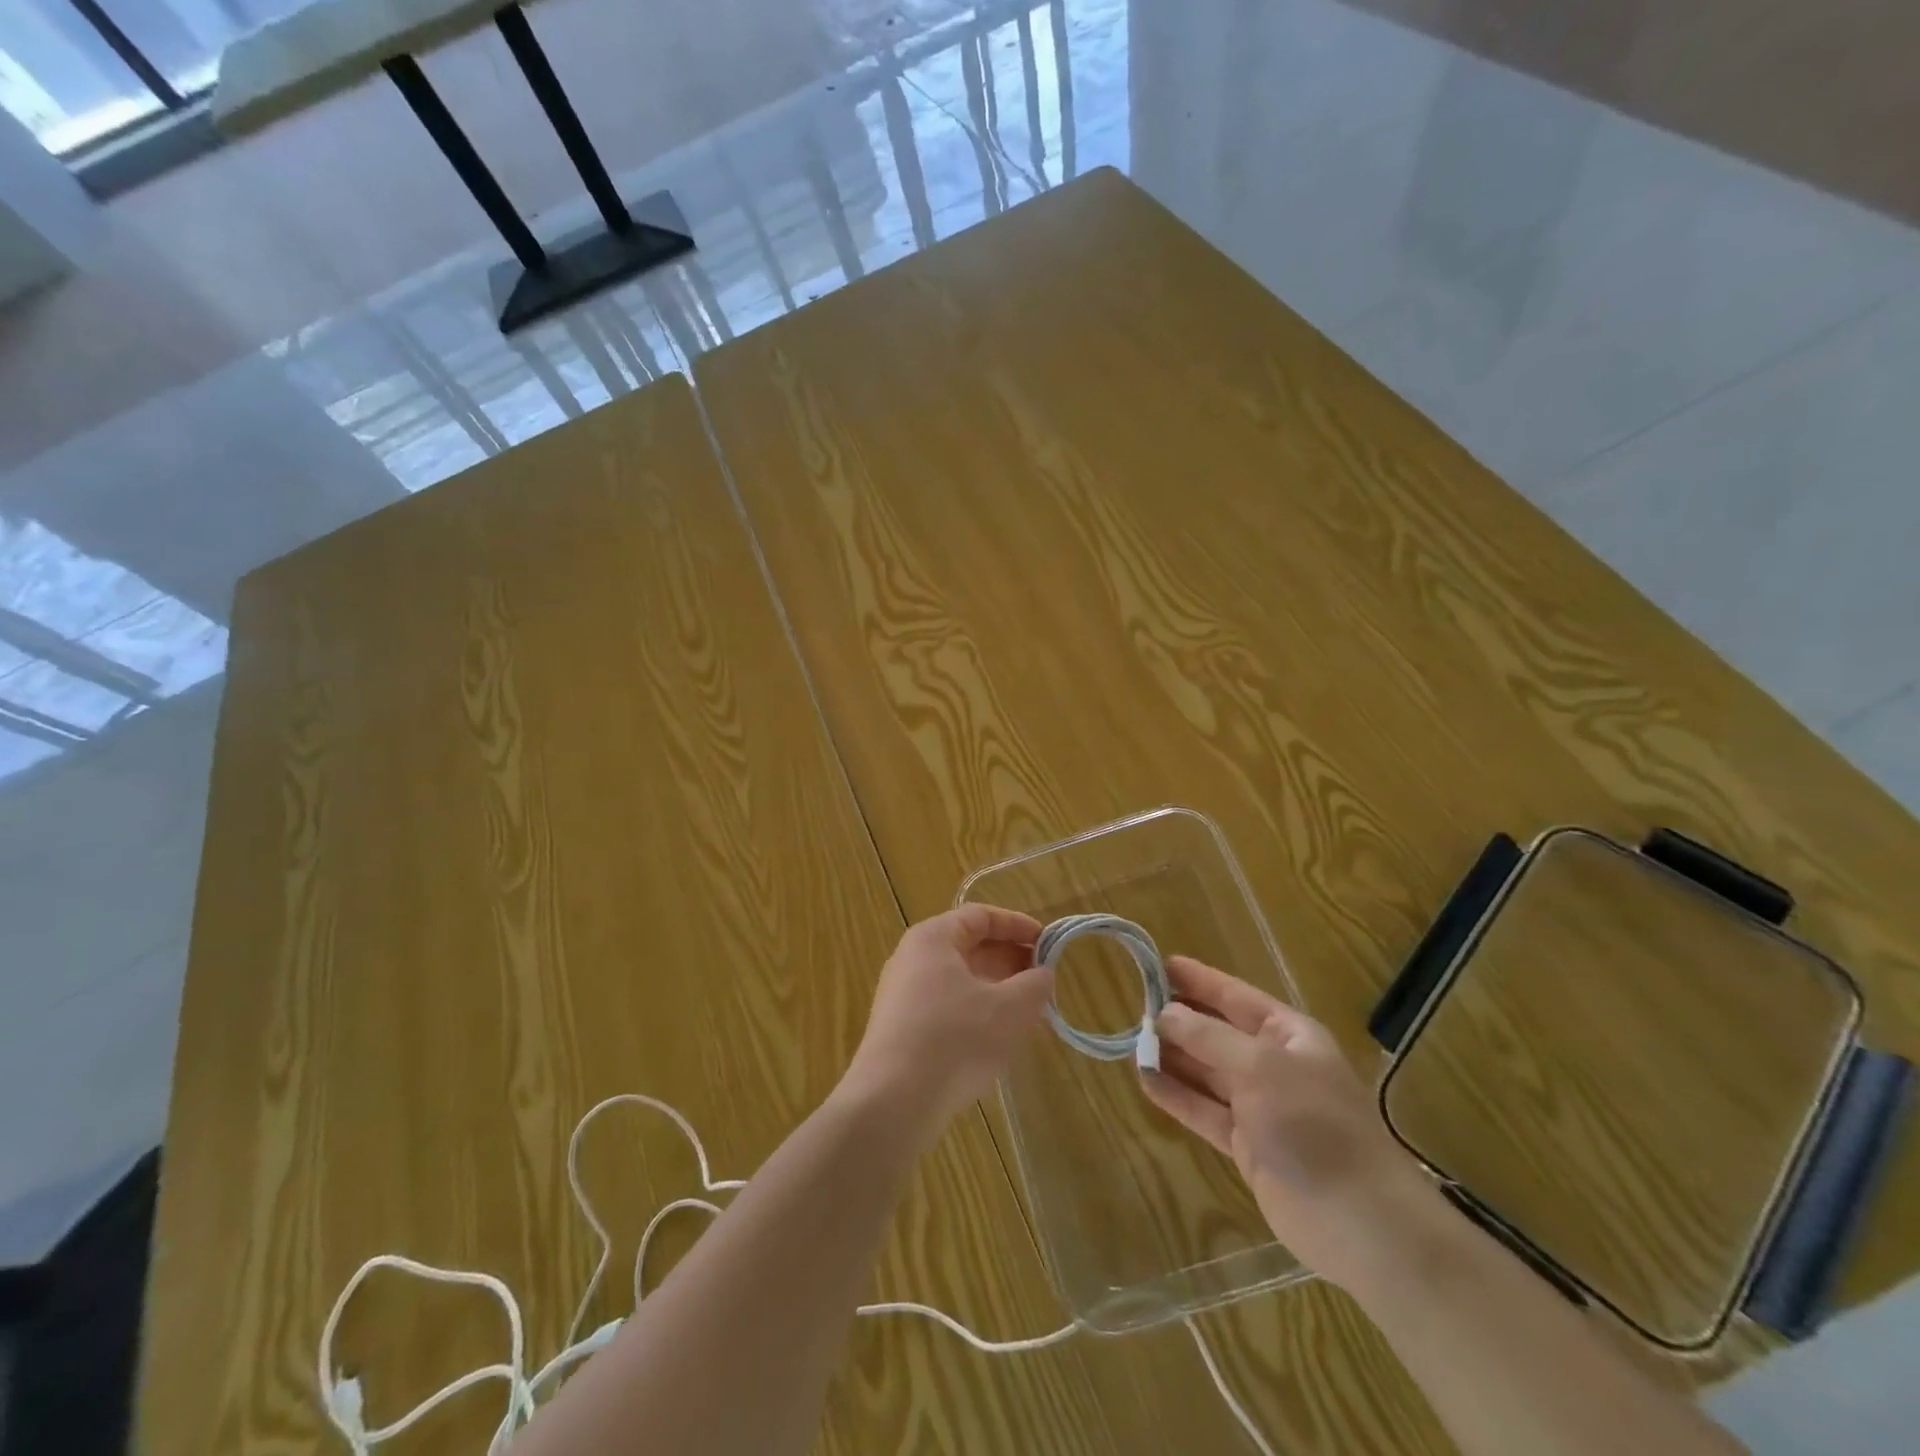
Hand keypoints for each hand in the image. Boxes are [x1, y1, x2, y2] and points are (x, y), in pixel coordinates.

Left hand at [840, 906, 1054, 1146]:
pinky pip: (946, 1009)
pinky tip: (998, 1040)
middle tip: (1043, 980)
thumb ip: (1034, 986)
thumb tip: (1042, 975)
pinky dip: (976, 1014)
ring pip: (959, 982)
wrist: (892, 1102)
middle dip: (1010, 961)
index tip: (1048, 943)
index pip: (980, 916)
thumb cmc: (954, 1039)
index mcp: (933, 938)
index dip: (1017, 926)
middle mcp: (912, 959)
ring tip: (1029, 1012)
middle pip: (968, 948)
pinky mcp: (901, 1031)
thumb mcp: (1008, 1009)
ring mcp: (902, 996)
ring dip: (996, 991)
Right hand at [1141, 956, 1438, 1290]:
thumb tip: (1164, 1013)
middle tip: (1135, 1005)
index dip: (1199, 980)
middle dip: (1180, 1019)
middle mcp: (1274, 1065)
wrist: (1359, 1221)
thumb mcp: (1258, 1067)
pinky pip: (1204, 1110)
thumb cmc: (1313, 1124)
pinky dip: (1176, 1095)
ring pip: (1207, 1072)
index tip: (1159, 965)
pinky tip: (1144, 1080)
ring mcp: (1261, 1107)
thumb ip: (1208, 1037)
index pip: (1236, 997)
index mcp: (1289, 1035)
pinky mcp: (1247, 1145)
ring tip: (1131, 1041)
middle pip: (1218, 1033)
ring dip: (1173, 1057)